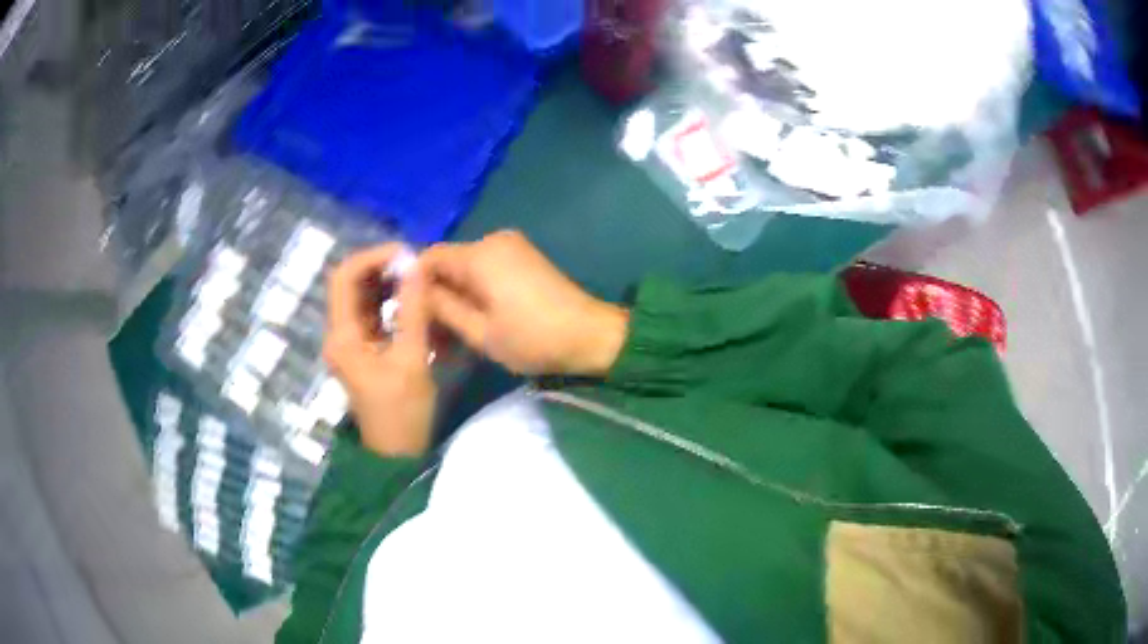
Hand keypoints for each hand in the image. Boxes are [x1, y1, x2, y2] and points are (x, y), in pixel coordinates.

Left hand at [324, 244, 435, 456]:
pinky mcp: (363, 349)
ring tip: (418, 278)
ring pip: (361, 296)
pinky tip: (413, 299)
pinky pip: (372, 313)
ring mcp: (349, 341)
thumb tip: (416, 265)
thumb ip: (413, 310)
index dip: (372, 257)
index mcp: (342, 335)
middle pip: (351, 284)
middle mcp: (339, 333)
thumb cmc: (402, 412)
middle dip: (382, 267)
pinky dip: (390, 300)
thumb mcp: (411, 359)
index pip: (344, 277)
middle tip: (416, 265)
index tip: (406, 254)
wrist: (397, 454)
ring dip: (387, 282)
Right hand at [421, 230, 627, 375]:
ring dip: (456, 297)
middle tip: (433, 335)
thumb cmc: (532, 338)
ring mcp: (511, 246)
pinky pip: (486, 269)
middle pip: (448, 262)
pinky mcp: (523, 256)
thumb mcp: (480, 332)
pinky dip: (475, 291)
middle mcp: (493, 240)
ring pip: (466, 268)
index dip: (414, 285)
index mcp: (479, 254)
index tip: (411, 315)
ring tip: (453, 336)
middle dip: (436, 295)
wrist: (590, 335)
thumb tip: (416, 291)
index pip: (429, 257)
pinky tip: (476, 320)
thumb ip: (443, 308)